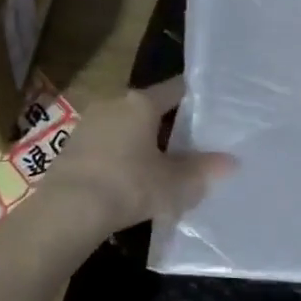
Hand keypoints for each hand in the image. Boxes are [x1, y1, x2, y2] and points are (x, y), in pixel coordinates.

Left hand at [49, 77, 235, 232]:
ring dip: (143, 140)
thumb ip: (203, 170)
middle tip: (192, 142)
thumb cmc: (128, 186)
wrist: (67, 211)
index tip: (212, 109)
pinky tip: (130, 178)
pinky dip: (121, 154)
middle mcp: (114, 103)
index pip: (176, 89)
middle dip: (169, 124)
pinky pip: (107, 143)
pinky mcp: (72, 146)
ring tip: (163, 163)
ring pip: (126, 125)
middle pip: (149, 107)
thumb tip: (232, 161)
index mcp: (141, 103)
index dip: (195, 98)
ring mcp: (89, 123)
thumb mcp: (174, 183)